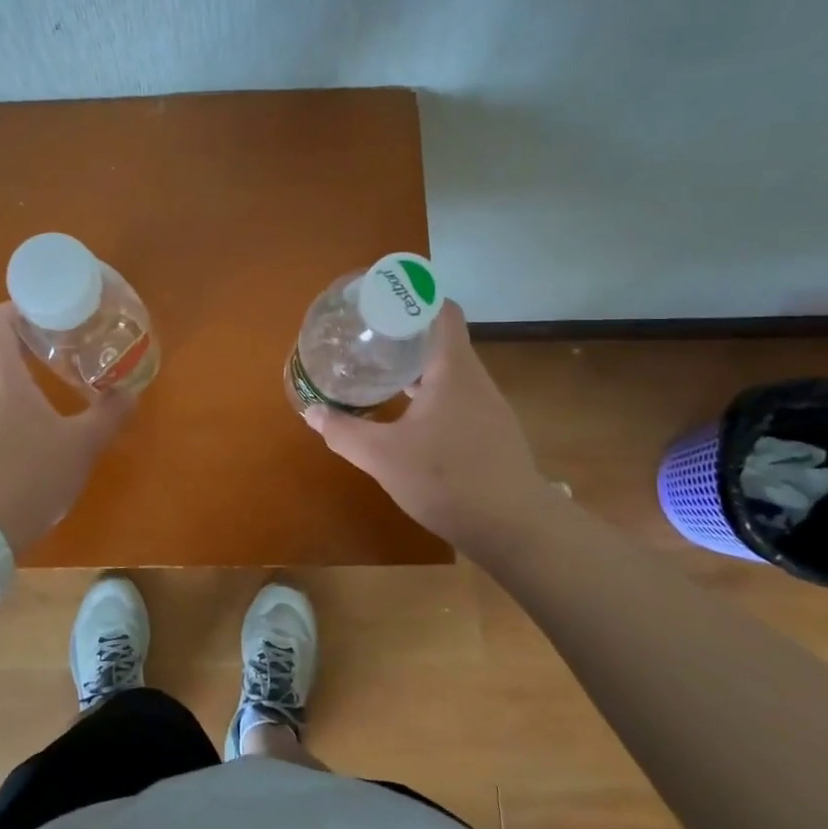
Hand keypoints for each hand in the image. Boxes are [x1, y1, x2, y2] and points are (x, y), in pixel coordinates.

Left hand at [0, 303, 134, 552]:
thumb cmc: (31, 475)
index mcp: (2, 380)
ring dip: (9, 374)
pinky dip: (3, 405)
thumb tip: (130, 392)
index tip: (40, 308)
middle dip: (15, 339)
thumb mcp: (82, 445)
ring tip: (44, 383)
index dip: (12, 308)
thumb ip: (108, 415)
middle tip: (49, 342)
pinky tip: (28, 428)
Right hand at [304, 302, 563, 559]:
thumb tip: (312, 411)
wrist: (515, 530)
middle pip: (442, 341)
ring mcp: (488, 409)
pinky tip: (409, 418)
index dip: (415, 298)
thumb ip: (345, 432)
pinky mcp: (492, 435)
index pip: (443, 312)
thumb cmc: (448, 479)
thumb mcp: (383, 457)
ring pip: (450, 373)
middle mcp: (475, 381)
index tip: (382, 301)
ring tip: (382, 372)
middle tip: (368, 338)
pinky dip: (432, 396)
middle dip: (406, 335)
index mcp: (453, 370)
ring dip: (418, 368)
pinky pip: (458, 400)